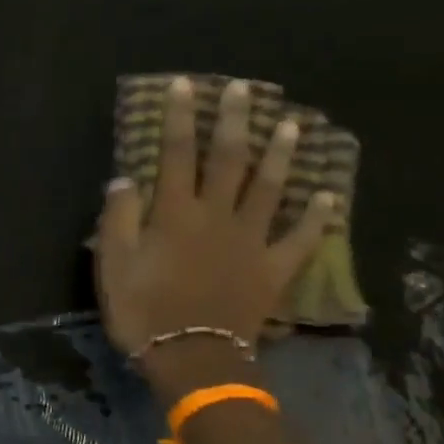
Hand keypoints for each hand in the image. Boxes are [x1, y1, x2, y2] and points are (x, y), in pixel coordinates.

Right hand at [97, 76, 336, 363]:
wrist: (192, 358)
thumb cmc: (144, 310)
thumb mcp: (114, 264)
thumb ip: (119, 217)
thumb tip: (124, 178)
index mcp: (175, 213)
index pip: (176, 154)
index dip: (181, 118)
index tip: (186, 85)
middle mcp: (217, 216)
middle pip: (229, 160)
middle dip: (235, 122)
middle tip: (245, 89)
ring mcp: (250, 242)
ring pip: (269, 189)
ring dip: (280, 156)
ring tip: (292, 125)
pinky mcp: (272, 270)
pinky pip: (299, 240)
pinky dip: (316, 219)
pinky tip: (329, 197)